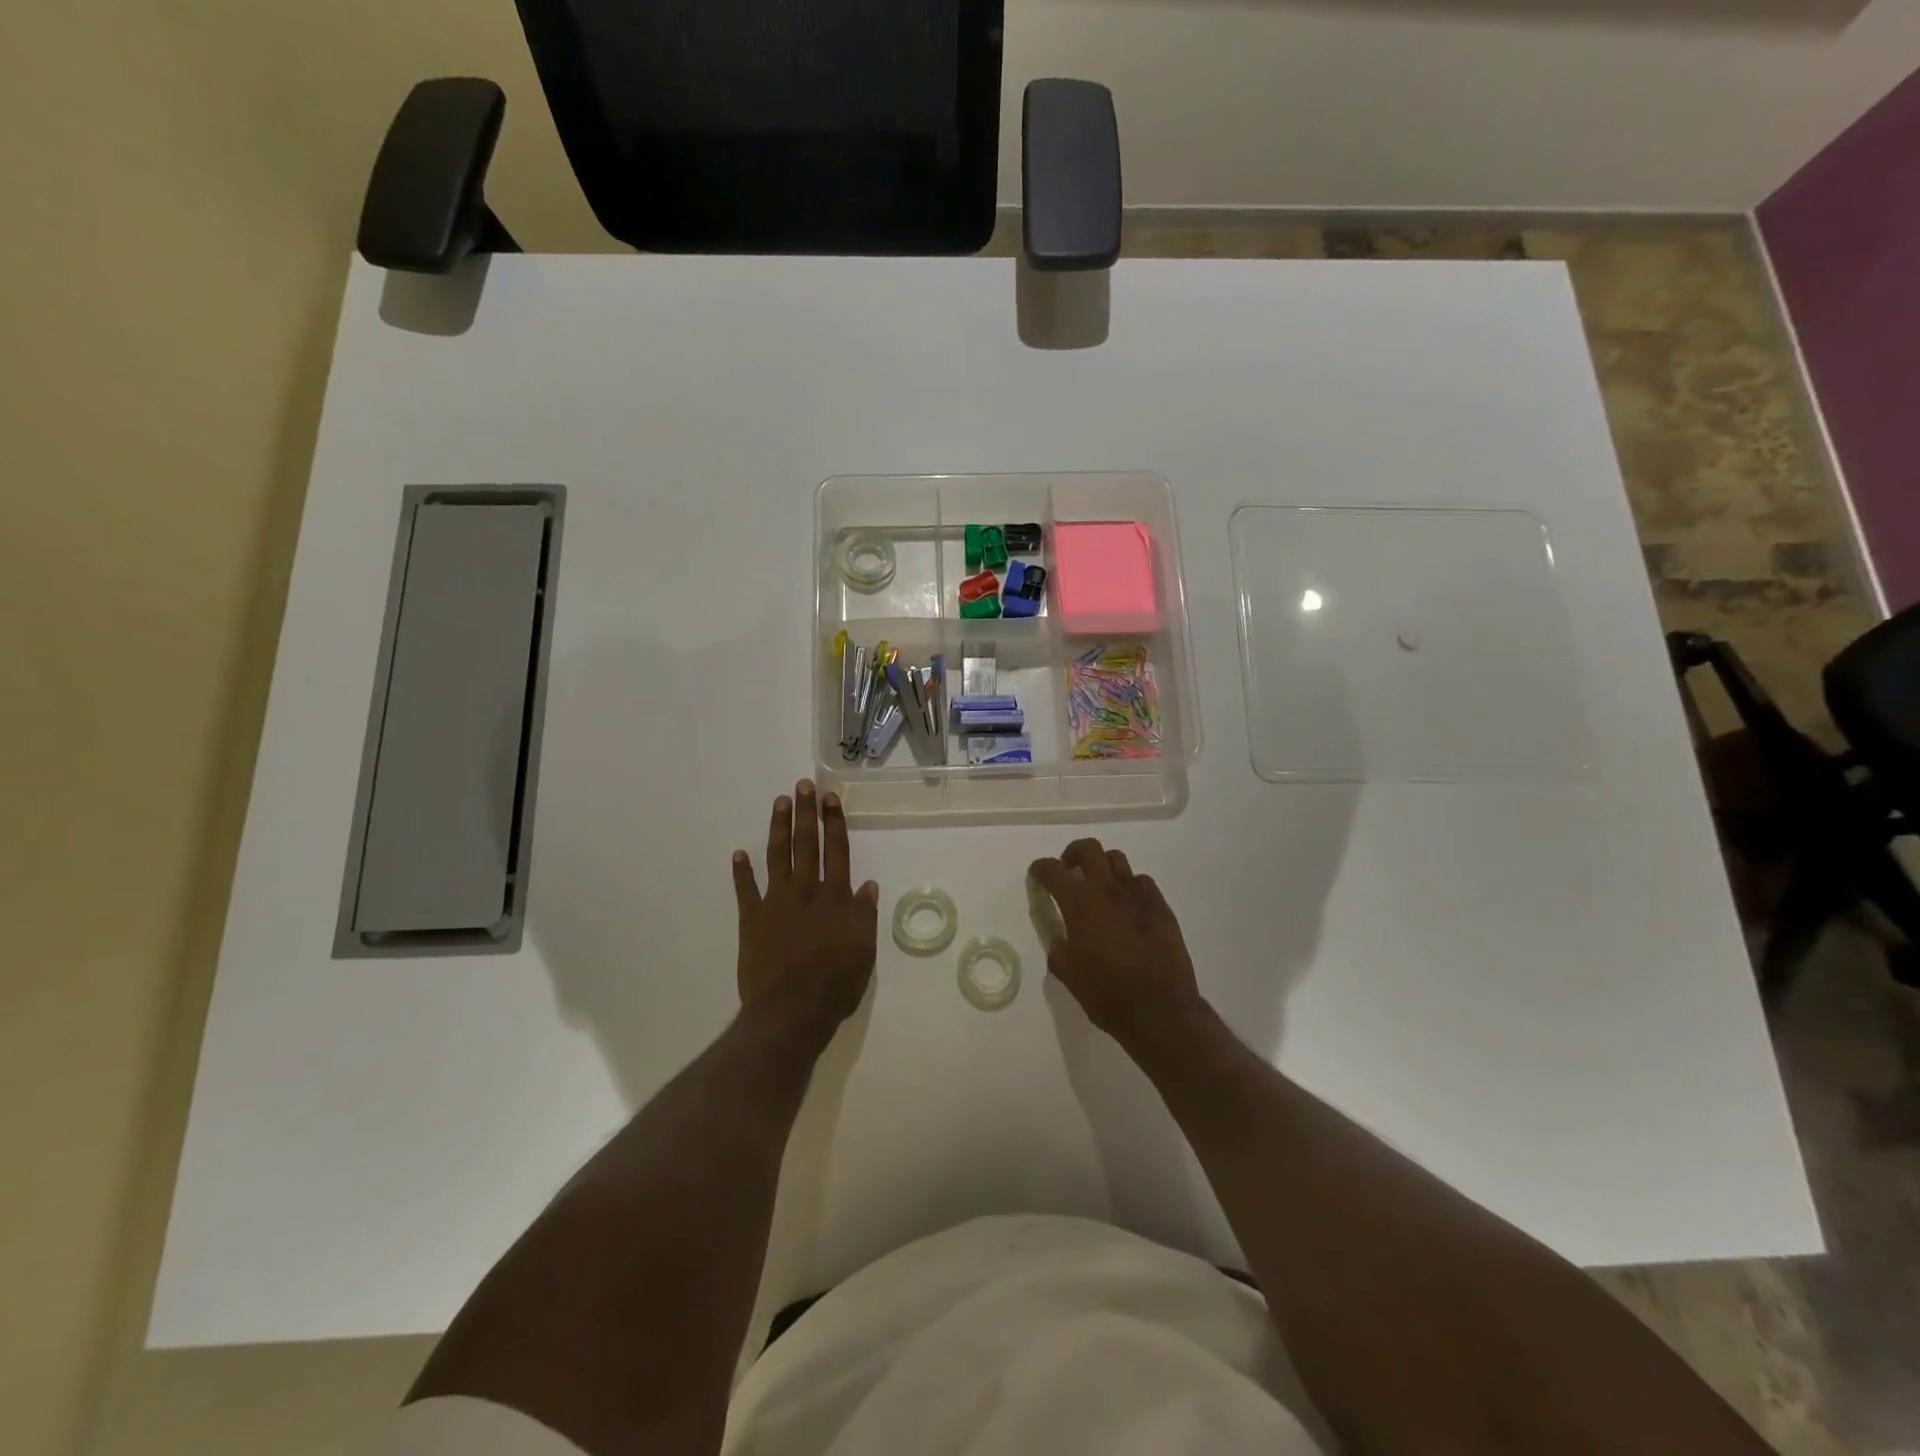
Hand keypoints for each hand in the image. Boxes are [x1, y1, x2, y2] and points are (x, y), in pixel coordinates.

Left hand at [732, 781, 878, 1050]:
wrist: (791, 1011)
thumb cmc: (836, 983)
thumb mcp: (864, 951)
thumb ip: (864, 915)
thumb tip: (867, 886)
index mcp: (835, 898)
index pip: (836, 850)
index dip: (834, 822)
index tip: (830, 798)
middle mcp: (805, 891)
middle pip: (806, 844)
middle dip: (806, 812)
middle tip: (803, 785)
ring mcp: (775, 903)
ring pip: (777, 857)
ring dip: (778, 828)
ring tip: (780, 802)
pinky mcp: (751, 921)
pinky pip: (745, 891)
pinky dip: (742, 872)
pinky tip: (739, 854)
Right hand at [1028, 838, 1202, 1044]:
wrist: (1160, 1009)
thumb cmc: (1108, 994)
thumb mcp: (1069, 976)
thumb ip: (1058, 951)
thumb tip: (1058, 940)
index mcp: (1080, 904)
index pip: (1053, 871)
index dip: (1041, 868)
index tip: (1037, 873)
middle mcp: (1108, 890)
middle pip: (1089, 849)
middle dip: (1072, 854)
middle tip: (1069, 870)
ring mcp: (1138, 895)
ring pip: (1117, 860)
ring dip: (1102, 867)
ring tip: (1099, 886)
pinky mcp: (1161, 906)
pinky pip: (1142, 882)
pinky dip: (1129, 886)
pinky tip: (1128, 906)